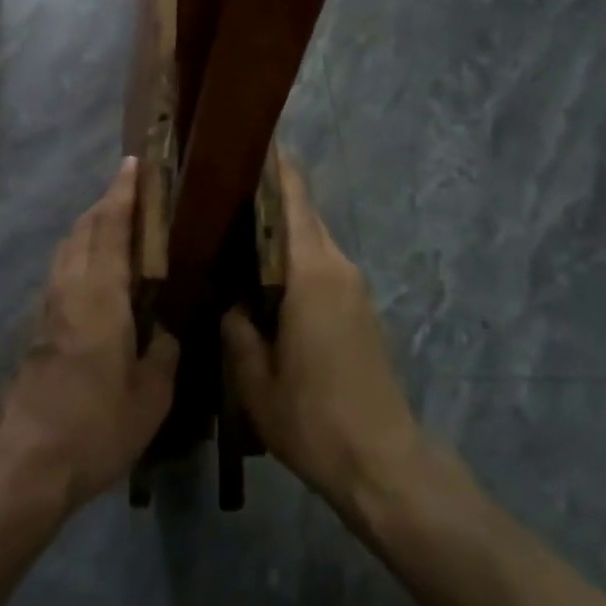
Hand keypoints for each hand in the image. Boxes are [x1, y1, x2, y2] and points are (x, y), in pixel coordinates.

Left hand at [0, 159, 179, 513]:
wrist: (25, 462)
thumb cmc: (95, 425)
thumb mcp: (150, 396)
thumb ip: (164, 354)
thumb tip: (167, 332)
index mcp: (100, 294)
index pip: (110, 227)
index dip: (122, 193)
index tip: (133, 164)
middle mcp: (70, 288)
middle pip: (84, 229)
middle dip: (106, 204)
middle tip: (132, 192)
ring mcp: (48, 307)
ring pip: (67, 248)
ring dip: (90, 227)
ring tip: (116, 226)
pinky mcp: (37, 328)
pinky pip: (62, 271)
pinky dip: (80, 253)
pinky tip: (96, 274)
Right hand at [222, 157, 423, 516]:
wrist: (383, 462)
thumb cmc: (314, 419)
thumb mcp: (254, 380)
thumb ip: (235, 329)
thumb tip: (227, 297)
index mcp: (311, 272)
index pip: (292, 197)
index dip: (272, 164)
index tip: (243, 142)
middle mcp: (337, 265)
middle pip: (302, 211)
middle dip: (268, 192)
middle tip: (221, 187)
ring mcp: (353, 285)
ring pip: (312, 237)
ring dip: (280, 226)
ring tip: (233, 226)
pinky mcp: (359, 306)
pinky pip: (321, 262)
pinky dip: (293, 254)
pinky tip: (263, 272)